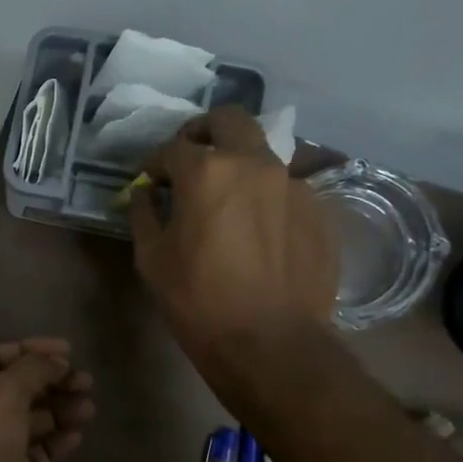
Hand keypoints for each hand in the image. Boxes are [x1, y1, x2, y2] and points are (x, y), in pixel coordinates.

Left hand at [0, 338, 94, 461]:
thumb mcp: (4, 393)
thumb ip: (32, 370)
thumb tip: (56, 361)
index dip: (31, 350)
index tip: (69, 352)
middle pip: (13, 388)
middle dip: (50, 382)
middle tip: (87, 383)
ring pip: (25, 421)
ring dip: (57, 411)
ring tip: (89, 408)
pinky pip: (31, 453)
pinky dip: (53, 442)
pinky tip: (77, 436)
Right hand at [128, 108, 336, 377]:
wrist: (269, 341)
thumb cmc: (197, 299)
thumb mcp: (151, 258)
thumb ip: (144, 214)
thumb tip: (146, 194)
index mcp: (206, 171)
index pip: (173, 148)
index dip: (154, 164)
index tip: (149, 182)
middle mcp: (253, 163)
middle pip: (228, 120)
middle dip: (203, 132)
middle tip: (190, 159)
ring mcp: (292, 183)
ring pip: (261, 150)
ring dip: (237, 161)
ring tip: (225, 195)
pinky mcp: (317, 209)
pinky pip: (284, 186)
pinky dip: (263, 194)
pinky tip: (255, 228)